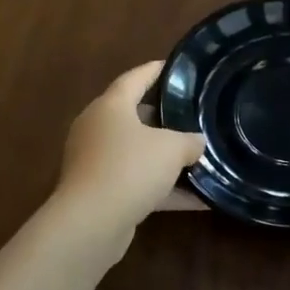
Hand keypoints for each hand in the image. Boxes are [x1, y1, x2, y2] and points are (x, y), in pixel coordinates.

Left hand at [53, 62, 205, 237]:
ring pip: (137, 152)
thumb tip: (197, 142)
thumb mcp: (171, 149)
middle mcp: (98, 129)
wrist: (90, 223)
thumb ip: (189, 141)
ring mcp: (96, 161)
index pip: (135, 78)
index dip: (156, 70)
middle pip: (134, 116)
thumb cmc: (129, 169)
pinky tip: (198, 199)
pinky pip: (137, 182)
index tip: (175, 66)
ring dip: (165, 157)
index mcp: (110, 106)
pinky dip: (164, 188)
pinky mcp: (100, 192)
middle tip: (193, 114)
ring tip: (199, 156)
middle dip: (164, 117)